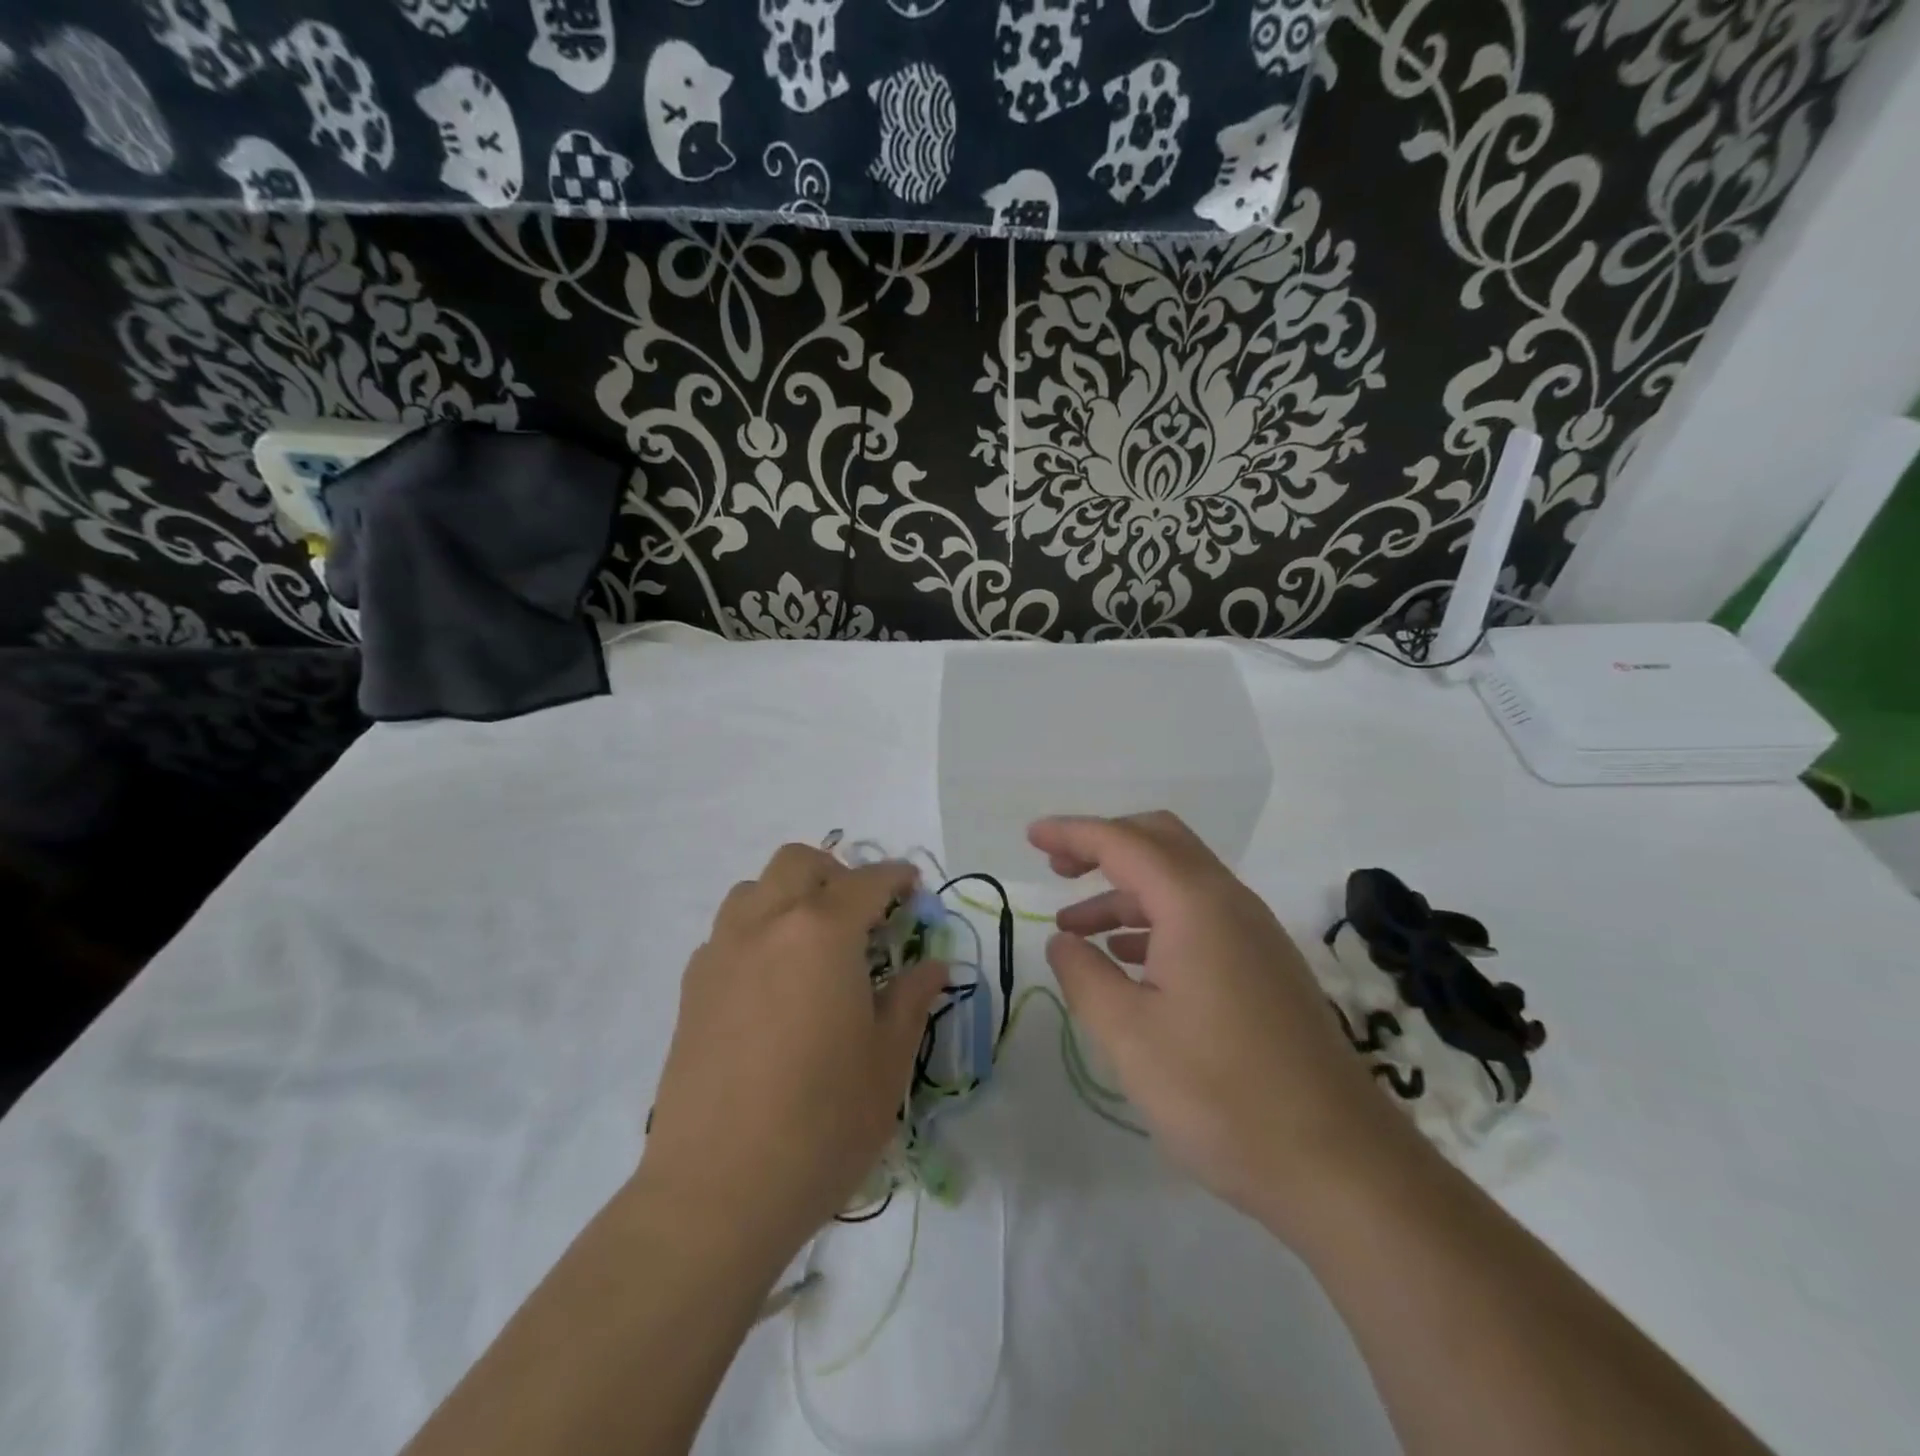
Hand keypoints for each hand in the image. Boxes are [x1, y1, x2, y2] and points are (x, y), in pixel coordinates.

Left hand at [637, 845, 945, 1264]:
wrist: (718, 1190)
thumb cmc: (822, 1122)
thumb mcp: (887, 1061)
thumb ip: (911, 1000)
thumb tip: (932, 967)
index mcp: (823, 933)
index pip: (866, 881)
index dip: (896, 878)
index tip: (912, 888)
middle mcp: (767, 925)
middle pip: (799, 863)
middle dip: (836, 874)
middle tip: (861, 914)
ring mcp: (722, 953)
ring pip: (755, 889)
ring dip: (789, 896)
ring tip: (812, 943)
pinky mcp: (692, 988)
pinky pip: (727, 931)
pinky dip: (756, 932)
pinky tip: (771, 983)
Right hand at [1031, 812, 1417, 1235]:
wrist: (1340, 1167)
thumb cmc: (1221, 1095)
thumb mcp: (1129, 1035)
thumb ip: (1085, 976)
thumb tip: (1064, 941)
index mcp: (1195, 904)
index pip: (1123, 843)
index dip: (1072, 833)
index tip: (1031, 837)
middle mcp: (1230, 903)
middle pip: (1160, 842)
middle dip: (1103, 845)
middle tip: (1056, 868)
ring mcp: (1255, 935)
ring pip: (1180, 882)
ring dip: (1125, 890)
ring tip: (1076, 929)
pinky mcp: (1266, 967)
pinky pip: (1200, 917)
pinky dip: (1154, 920)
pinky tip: (1128, 960)